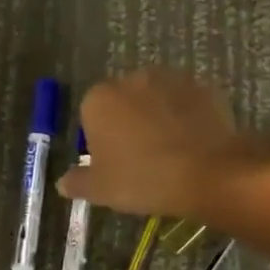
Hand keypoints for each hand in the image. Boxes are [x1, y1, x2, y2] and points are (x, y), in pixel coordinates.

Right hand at [56, 69, 260, 219]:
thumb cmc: (143, 179)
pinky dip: (188, 117)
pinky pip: (187, 103)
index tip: (113, 163)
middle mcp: (132, 79)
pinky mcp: (203, 87)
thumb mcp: (101, 190)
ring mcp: (171, 79)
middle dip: (129, 122)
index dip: (100, 139)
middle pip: (124, 101)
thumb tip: (62, 182)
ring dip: (159, 117)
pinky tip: (194, 144)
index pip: (90, 115)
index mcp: (99, 99)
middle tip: (141, 158)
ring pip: (157, 99)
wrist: (207, 173)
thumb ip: (77, 182)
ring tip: (171, 151)